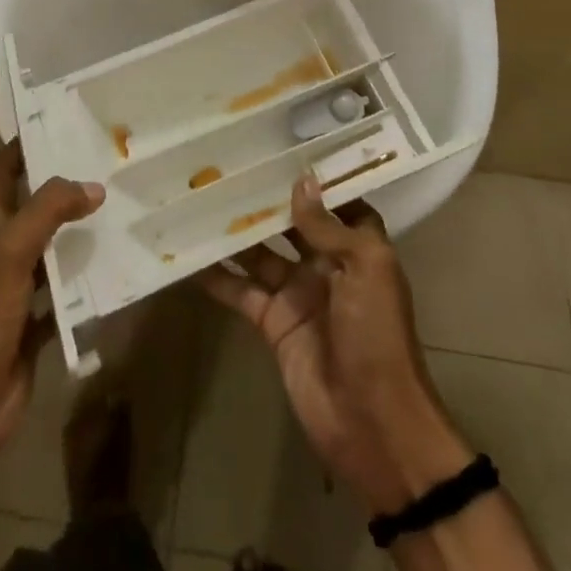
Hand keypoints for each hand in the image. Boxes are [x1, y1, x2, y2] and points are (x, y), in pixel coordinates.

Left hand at [0, 142, 103, 463]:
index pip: (1, 174)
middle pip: (32, 208)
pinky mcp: (33, 325)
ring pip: (51, 251)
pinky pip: (64, 297)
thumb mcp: (12, 251)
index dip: (20, 147)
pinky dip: (85, 287)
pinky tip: (112, 277)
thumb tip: (93, 187)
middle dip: (61, 188)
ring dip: (77, 235)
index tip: (54, 125)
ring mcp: (18, 291)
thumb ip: (49, 212)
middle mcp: (4, 254)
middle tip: (102, 168)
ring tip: (116, 215)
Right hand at [200, 173, 464, 514]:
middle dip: (265, 200)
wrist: (371, 421)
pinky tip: (192, 255)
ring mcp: (297, 293)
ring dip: (236, 232)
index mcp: (357, 248)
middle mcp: (327, 265)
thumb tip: (302, 180)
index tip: (283, 149)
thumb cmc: (377, 334)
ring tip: (202, 199)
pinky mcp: (273, 322)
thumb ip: (328, 226)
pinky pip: (242, 291)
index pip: (335, 203)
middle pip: (291, 224)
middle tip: (229, 167)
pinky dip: (219, 276)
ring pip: (261, 252)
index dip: (314, 180)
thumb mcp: (365, 269)